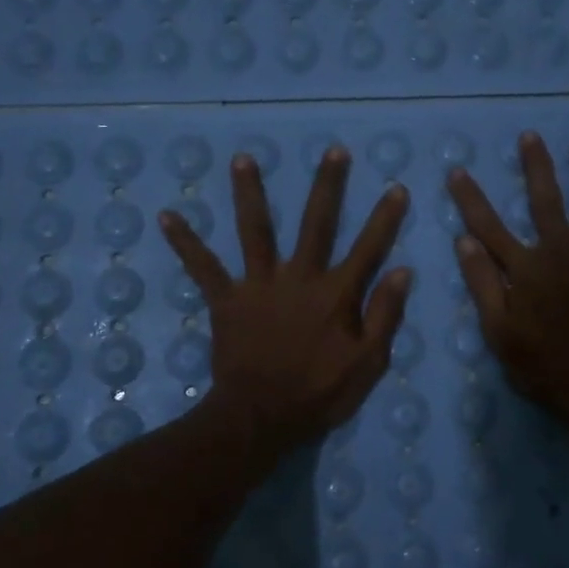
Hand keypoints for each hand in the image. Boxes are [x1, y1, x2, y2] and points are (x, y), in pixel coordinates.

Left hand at [160, 145, 412, 455]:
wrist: (260, 417)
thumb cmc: (318, 394)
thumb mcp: (367, 364)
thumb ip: (385, 316)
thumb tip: (402, 271)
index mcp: (335, 294)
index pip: (368, 248)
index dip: (385, 218)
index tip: (396, 187)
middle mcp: (298, 278)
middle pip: (315, 223)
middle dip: (327, 186)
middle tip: (333, 151)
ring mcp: (259, 285)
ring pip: (255, 230)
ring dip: (250, 193)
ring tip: (243, 158)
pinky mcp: (227, 300)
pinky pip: (203, 267)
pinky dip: (185, 243)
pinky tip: (166, 216)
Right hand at [448, 133, 568, 433]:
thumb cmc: (540, 364)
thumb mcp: (498, 331)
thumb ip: (482, 284)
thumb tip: (464, 241)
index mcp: (525, 269)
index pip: (489, 226)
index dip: (471, 198)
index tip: (458, 171)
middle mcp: (560, 253)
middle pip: (545, 201)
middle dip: (536, 167)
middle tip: (531, 136)